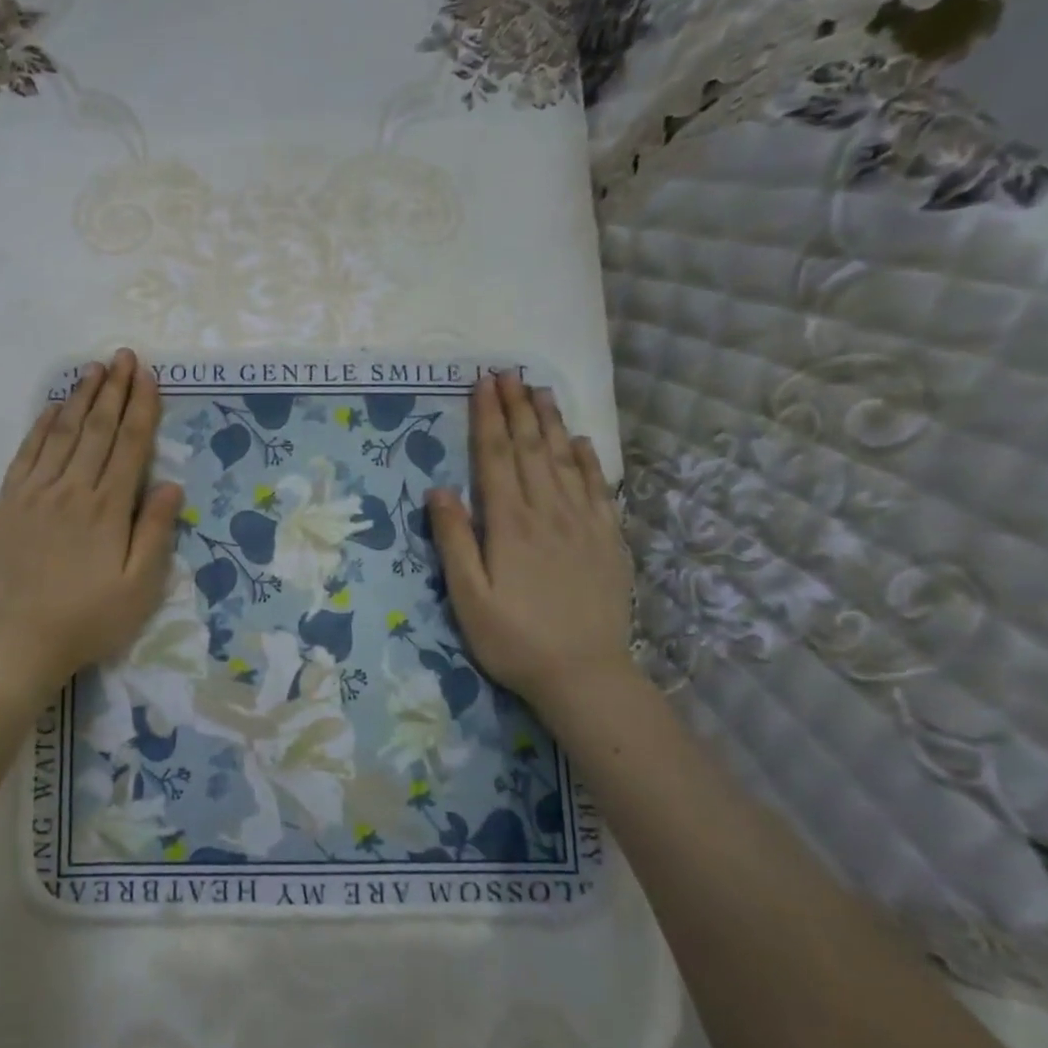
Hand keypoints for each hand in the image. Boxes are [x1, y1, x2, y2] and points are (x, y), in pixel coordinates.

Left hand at [0, 349, 184, 705]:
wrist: (17, 640)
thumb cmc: (88, 619)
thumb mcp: (139, 587)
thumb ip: (154, 532)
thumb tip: (170, 484)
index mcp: (107, 509)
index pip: (130, 445)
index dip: (142, 407)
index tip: (148, 376)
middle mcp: (72, 489)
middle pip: (98, 429)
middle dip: (114, 390)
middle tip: (124, 356)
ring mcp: (36, 493)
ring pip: (63, 433)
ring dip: (80, 398)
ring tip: (94, 369)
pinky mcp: (9, 502)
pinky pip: (27, 453)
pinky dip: (42, 426)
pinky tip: (53, 408)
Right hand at [426, 373, 635, 714]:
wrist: (584, 675)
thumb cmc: (513, 640)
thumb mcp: (468, 597)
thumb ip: (454, 541)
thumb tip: (439, 490)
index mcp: (510, 525)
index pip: (496, 458)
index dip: (488, 419)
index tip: (483, 384)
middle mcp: (549, 513)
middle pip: (532, 449)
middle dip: (517, 408)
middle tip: (509, 372)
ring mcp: (584, 524)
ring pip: (566, 460)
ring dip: (551, 423)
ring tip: (540, 391)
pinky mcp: (608, 541)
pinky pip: (599, 489)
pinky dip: (588, 460)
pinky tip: (581, 443)